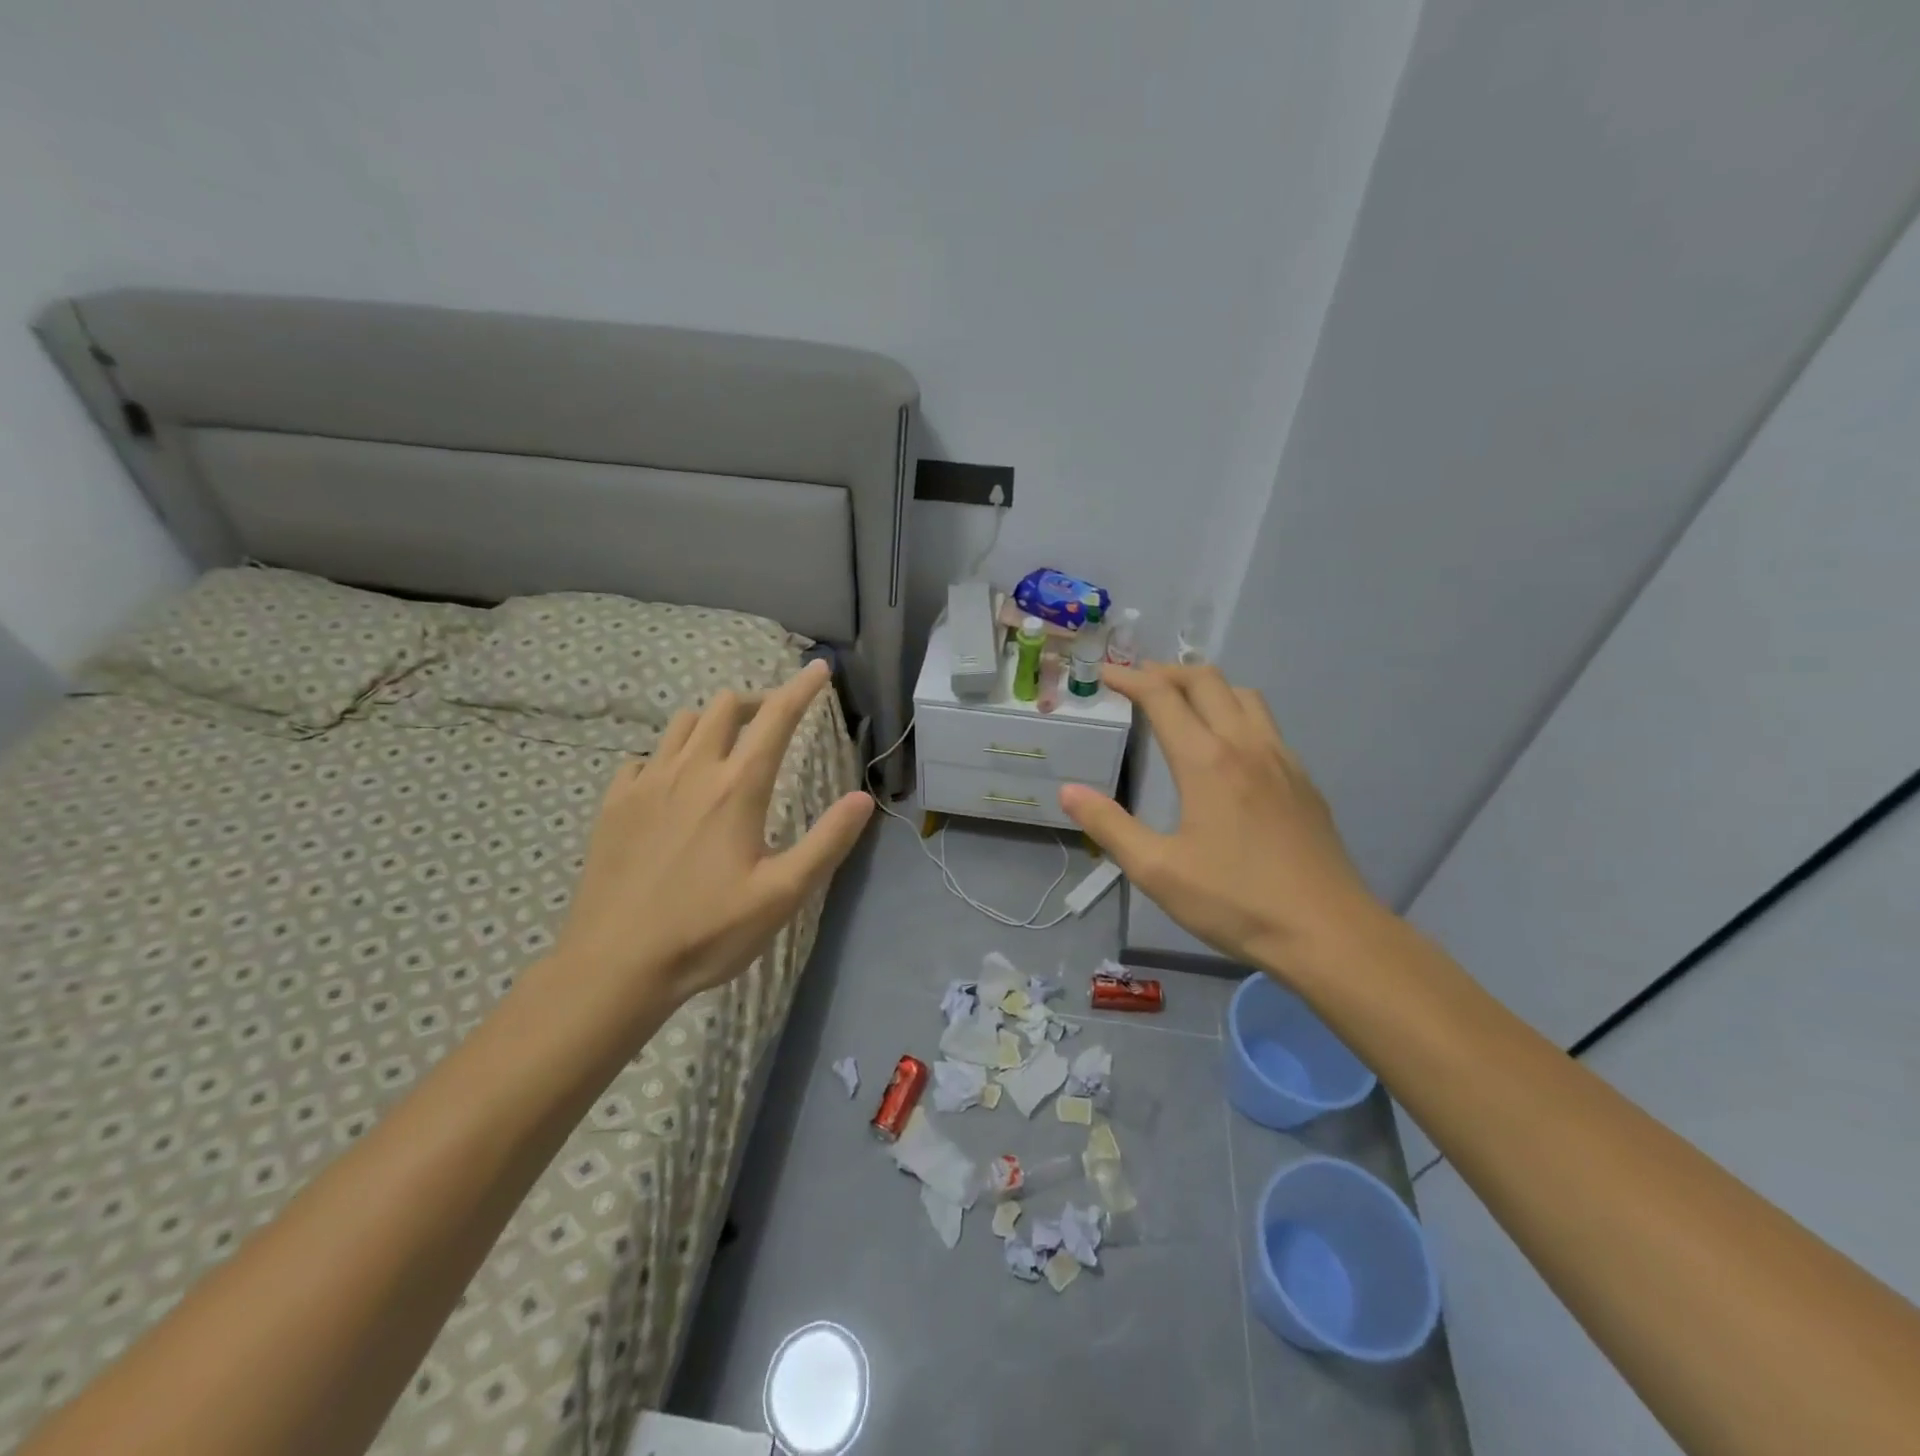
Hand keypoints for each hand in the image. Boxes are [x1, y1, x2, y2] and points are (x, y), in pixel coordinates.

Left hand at [547, 660, 873, 1034]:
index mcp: (737, 788)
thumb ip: (827, 841)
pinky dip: (667, 756)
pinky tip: (671, 785)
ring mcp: (646, 783)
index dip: (801, 689)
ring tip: (726, 748)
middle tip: (774, 721)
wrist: (616, 965)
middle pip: (725, 707)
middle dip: (756, 702)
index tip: (818, 668)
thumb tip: (863, 798)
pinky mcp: (614, 803)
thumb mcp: (783, 894)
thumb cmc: (708, 931)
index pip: (776, 720)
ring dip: (712, 722)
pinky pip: (643, 757)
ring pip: (682, 723)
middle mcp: (691, 771)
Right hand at [1059, 663, 1386, 979]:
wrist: (1328, 933)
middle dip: (1167, 672)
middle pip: (1207, 681)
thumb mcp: (1157, 872)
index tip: (1105, 674)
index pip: (1163, 698)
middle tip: (1138, 683)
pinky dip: (1236, 712)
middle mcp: (1246, 746)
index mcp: (1206, 762)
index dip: (1130, 679)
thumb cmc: (1236, 902)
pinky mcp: (1303, 781)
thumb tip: (1069, 791)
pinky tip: (1228, 748)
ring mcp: (1282, 760)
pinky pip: (1266, 724)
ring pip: (1244, 695)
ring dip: (1207, 686)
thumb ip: (1109, 826)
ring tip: (1182, 703)